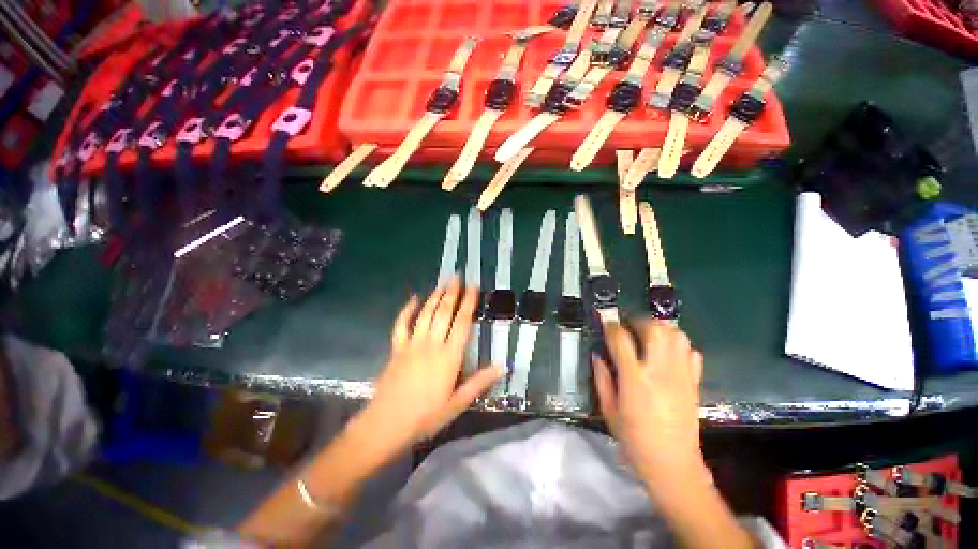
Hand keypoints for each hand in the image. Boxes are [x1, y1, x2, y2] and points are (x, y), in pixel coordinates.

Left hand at [353, 276, 503, 464]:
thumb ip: (480, 382)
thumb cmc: (425, 417)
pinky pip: (402, 324)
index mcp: (449, 357)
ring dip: (435, 296)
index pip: (462, 322)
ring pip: (426, 314)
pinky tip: (413, 298)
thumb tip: (502, 366)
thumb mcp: (457, 403)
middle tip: (456, 276)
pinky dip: (407, 310)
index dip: (468, 302)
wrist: (386, 425)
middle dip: (452, 292)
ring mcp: (412, 344)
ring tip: (442, 282)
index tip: (473, 287)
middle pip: (444, 312)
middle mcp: (432, 344)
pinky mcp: (397, 348)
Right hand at [593, 320, 707, 493]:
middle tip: (629, 328)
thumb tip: (598, 355)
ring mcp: (681, 376)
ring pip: (677, 336)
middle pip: (655, 329)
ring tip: (648, 337)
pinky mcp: (694, 383)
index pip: (621, 339)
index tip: (606, 325)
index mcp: (634, 379)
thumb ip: (601, 379)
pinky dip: (679, 345)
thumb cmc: (634, 439)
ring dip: (661, 329)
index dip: (611, 327)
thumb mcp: (608, 410)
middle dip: (639, 322)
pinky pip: (691, 353)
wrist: (673, 465)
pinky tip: (668, 354)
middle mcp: (660, 372)